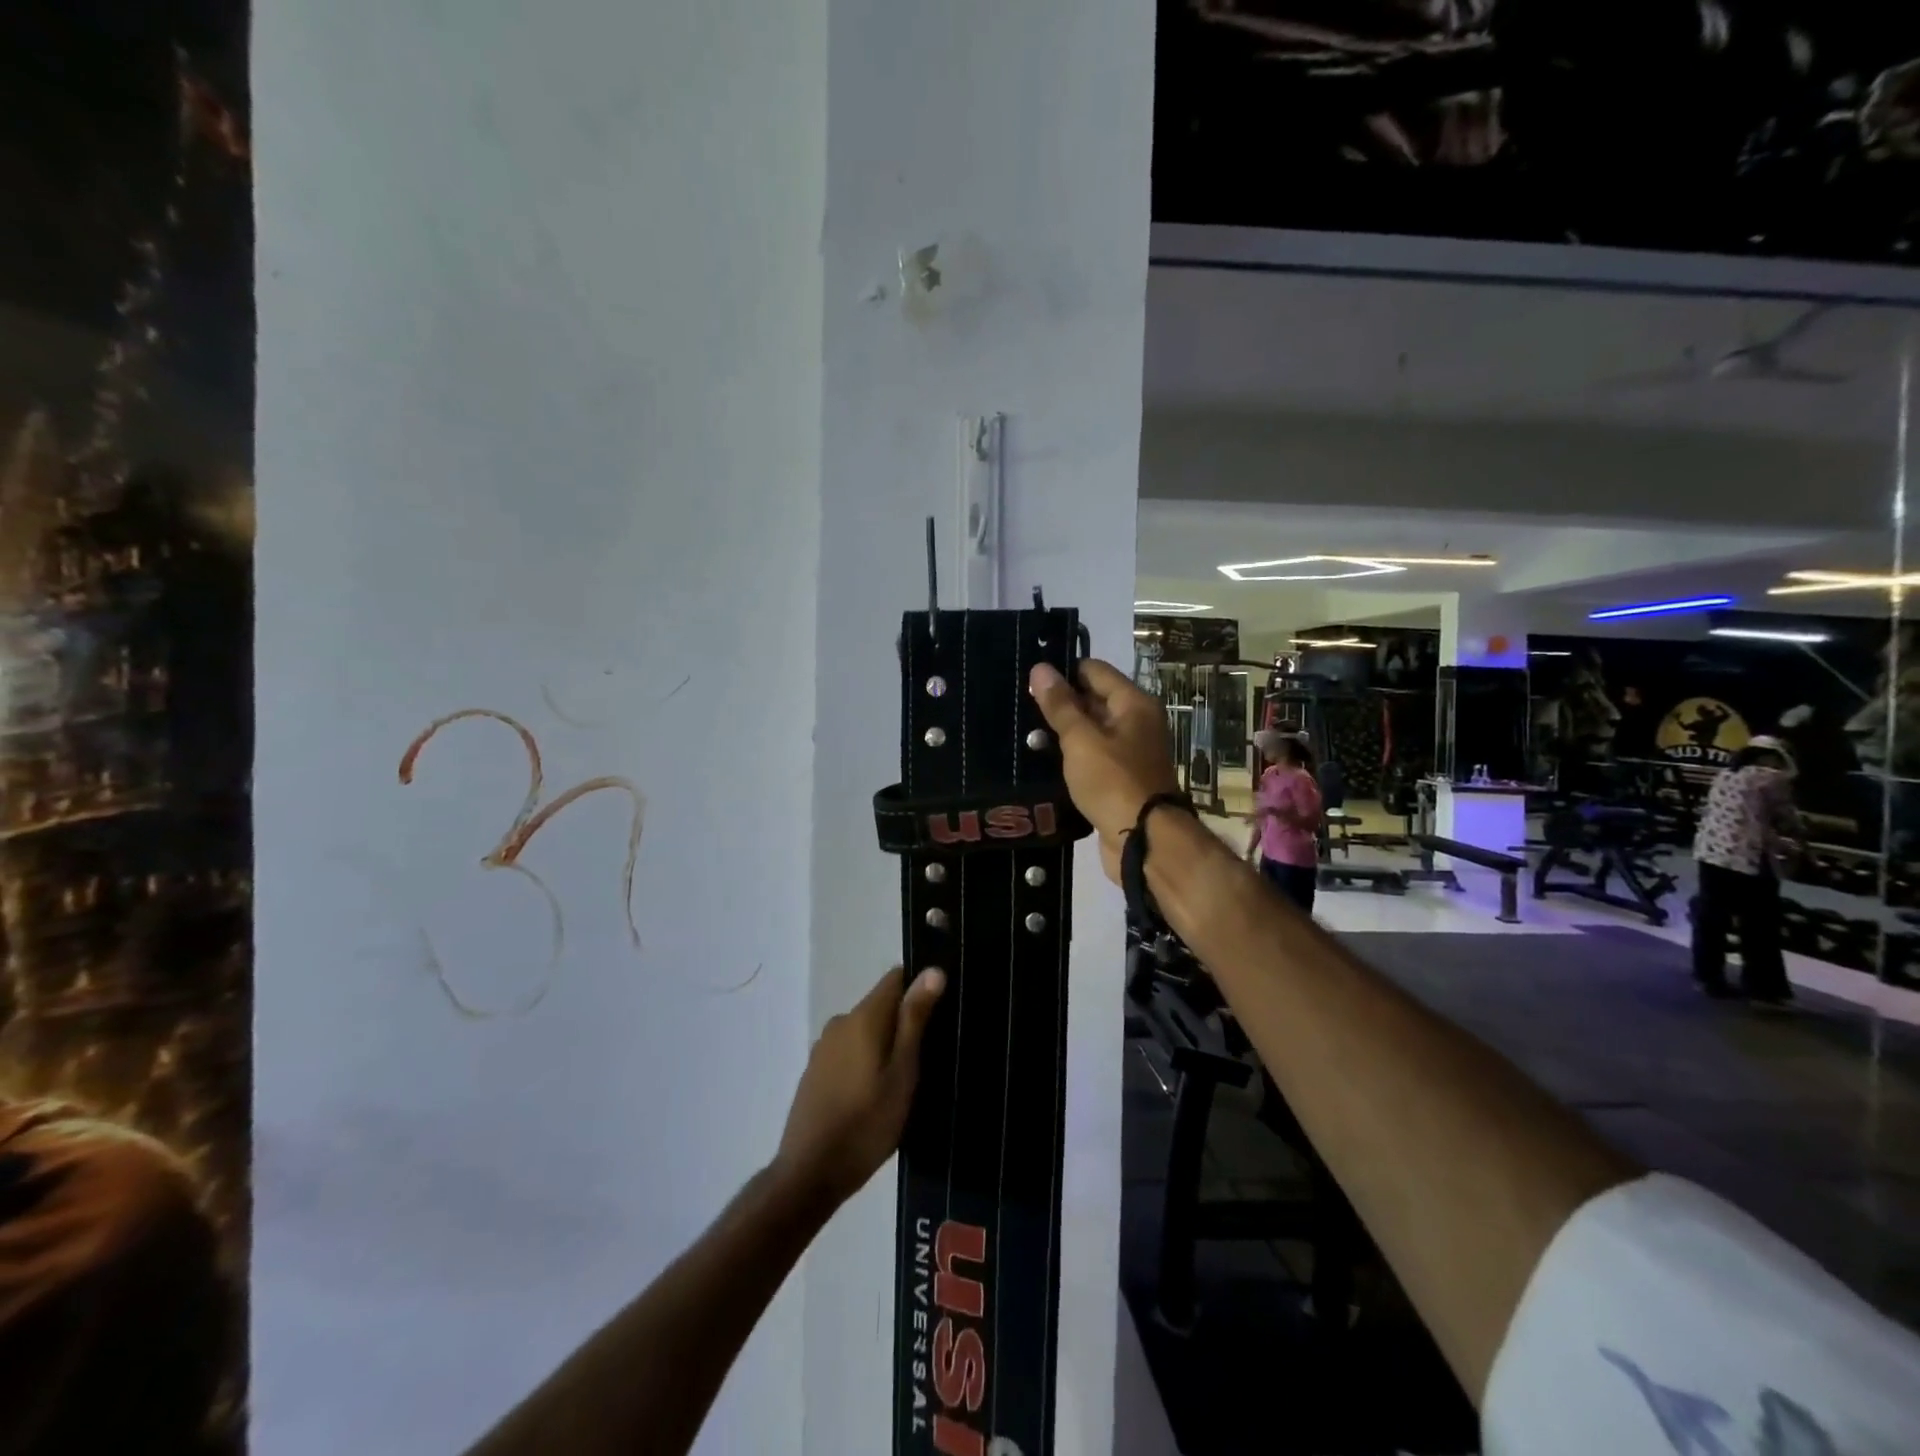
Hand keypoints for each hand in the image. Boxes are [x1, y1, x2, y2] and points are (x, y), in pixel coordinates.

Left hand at [772, 965, 945, 1210]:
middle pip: (881, 1005)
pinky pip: (850, 1051)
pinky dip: (867, 1061)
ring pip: (865, 1031)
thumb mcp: (902, 1072)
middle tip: (929, 1056)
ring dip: (886, 1044)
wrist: (809, 1174)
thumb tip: (932, 970)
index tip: (940, 1011)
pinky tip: (877, 1092)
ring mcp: (823, 1047)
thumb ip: (915, 1019)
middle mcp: (840, 1022)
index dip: (920, 987)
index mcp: (862, 1017)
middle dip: (905, 1021)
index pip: (895, 978)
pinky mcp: (816, 1071)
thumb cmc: (866, 1123)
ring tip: (907, 1078)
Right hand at [1029, 659, 1179, 883]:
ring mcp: (1129, 753)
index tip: (1028, 678)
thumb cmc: (1113, 781)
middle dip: (1059, 703)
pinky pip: (1091, 758)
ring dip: (1062, 733)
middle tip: (1018, 707)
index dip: (1062, 671)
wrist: (1143, 841)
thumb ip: (1060, 705)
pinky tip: (1041, 761)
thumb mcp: (1081, 739)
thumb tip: (1041, 668)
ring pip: (1090, 732)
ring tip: (1021, 734)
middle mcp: (1136, 723)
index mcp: (1133, 704)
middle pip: (1093, 700)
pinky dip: (1071, 758)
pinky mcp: (1119, 780)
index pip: (1094, 671)